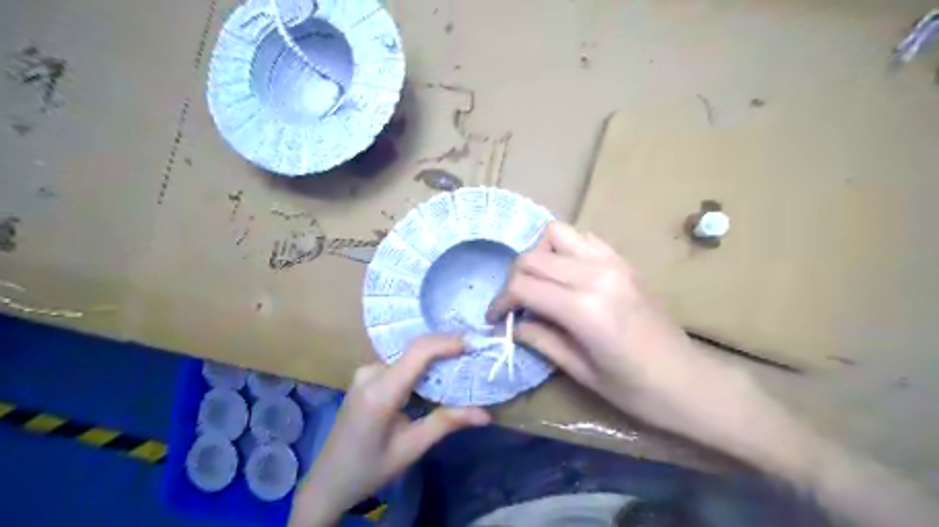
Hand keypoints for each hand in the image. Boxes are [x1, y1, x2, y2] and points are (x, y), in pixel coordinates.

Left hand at [290, 335, 486, 524]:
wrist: (327, 481)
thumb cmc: (370, 469)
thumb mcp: (411, 448)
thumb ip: (446, 423)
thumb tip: (486, 414)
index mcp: (380, 392)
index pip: (417, 353)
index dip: (446, 343)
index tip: (473, 344)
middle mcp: (370, 373)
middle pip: (414, 351)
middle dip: (445, 349)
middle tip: (472, 355)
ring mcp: (364, 373)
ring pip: (407, 356)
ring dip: (433, 358)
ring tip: (459, 364)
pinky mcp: (364, 376)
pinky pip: (398, 363)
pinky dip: (420, 366)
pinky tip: (434, 376)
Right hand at [491, 222, 749, 435]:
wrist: (690, 382)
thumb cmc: (635, 389)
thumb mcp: (580, 371)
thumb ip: (540, 339)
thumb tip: (512, 324)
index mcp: (583, 309)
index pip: (523, 286)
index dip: (501, 301)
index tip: (496, 318)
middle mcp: (596, 275)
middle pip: (533, 257)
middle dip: (514, 279)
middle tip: (515, 305)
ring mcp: (613, 262)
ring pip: (556, 234)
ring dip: (539, 255)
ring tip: (540, 283)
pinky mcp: (624, 261)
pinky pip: (584, 238)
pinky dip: (565, 249)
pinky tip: (566, 275)